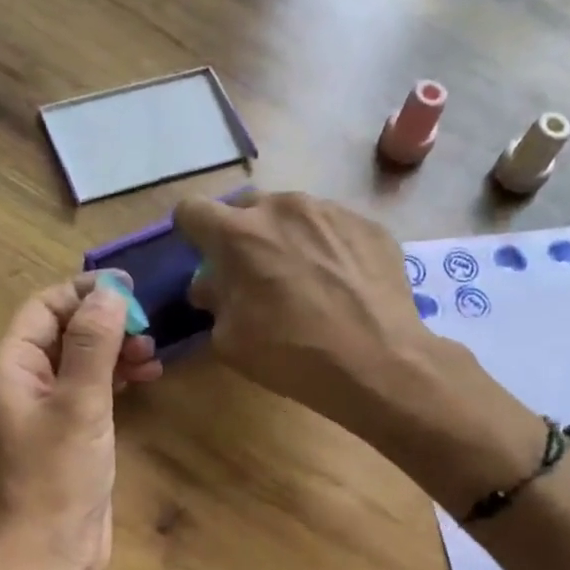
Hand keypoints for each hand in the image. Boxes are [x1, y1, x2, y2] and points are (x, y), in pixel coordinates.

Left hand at [0, 273, 162, 569]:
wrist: (49, 556)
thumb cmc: (59, 479)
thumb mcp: (81, 404)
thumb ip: (95, 343)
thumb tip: (112, 290)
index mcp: (9, 369)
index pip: (44, 308)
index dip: (85, 293)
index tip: (132, 293)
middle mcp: (20, 384)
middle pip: (62, 333)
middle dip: (105, 324)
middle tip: (148, 331)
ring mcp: (42, 412)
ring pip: (79, 362)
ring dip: (114, 351)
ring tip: (152, 356)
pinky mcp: (64, 435)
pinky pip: (88, 391)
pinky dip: (114, 380)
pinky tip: (144, 379)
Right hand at [173, 191, 434, 436]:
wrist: (378, 362)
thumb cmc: (292, 355)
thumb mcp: (230, 342)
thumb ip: (213, 303)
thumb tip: (211, 286)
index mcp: (238, 234)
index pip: (192, 210)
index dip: (191, 233)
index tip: (203, 257)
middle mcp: (282, 208)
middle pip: (245, 207)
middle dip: (241, 235)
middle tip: (254, 274)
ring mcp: (330, 210)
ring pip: (292, 214)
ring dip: (286, 238)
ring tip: (304, 280)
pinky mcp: (368, 223)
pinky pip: (332, 227)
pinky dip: (326, 247)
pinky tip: (340, 284)